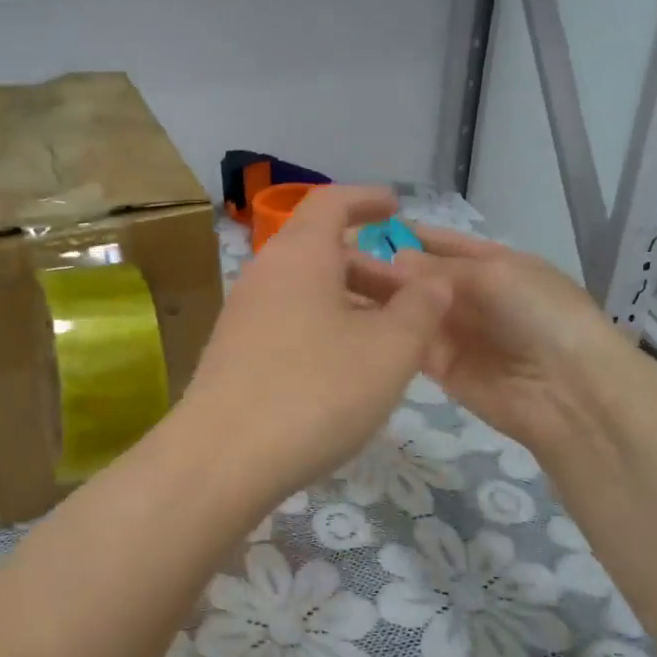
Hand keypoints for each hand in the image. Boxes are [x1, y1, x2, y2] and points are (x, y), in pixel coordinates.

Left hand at [178, 186, 452, 506]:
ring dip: (348, 302)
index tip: (395, 206)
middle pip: (319, 251)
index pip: (330, 202)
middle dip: (370, 266)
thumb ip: (420, 310)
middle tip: (411, 298)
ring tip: (388, 339)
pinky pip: (287, 322)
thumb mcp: (389, 350)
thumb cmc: (316, 391)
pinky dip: (323, 328)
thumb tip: (433, 282)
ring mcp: (242, 315)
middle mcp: (264, 274)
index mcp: (299, 255)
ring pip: (305, 291)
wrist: (222, 457)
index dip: (366, 199)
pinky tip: (345, 369)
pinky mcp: (233, 353)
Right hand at [348, 224, 628, 450]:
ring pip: (407, 308)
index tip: (360, 224)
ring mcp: (454, 331)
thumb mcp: (494, 275)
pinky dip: (382, 330)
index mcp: (492, 263)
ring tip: (329, 285)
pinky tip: (345, 319)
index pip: (441, 242)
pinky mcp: (439, 367)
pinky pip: (406, 341)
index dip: (405, 233)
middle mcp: (469, 294)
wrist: (568, 391)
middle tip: (332, 257)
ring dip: (375, 296)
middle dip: (381, 265)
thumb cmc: (540, 315)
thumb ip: (439, 268)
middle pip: (417, 276)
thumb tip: (394, 261)